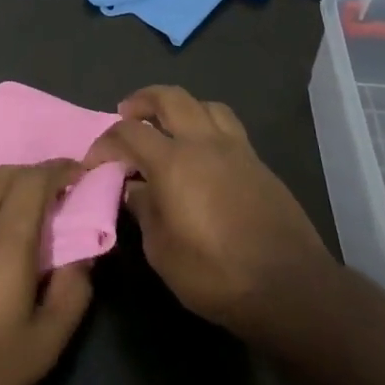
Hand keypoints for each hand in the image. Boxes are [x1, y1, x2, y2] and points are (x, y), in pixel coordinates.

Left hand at [0, 161, 93, 384]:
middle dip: (33, 176)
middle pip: (5, 173)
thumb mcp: (43, 347)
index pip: (36, 180)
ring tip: (9, 209)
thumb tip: (83, 255)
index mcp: (6, 241)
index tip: (77, 173)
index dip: (60, 169)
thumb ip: (72, 293)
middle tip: (50, 196)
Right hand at [85, 86, 334, 343]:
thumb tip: (135, 189)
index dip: (106, 142)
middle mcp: (204, 143)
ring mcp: (236, 149)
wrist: (289, 286)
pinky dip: (206, 126)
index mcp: (174, 162)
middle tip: (127, 114)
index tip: (95, 161)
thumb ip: (145, 212)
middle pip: (170, 98)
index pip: (129, 133)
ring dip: (180, 107)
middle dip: (143, 100)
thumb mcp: (162, 252)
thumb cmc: (216, 274)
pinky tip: (202, 153)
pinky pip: (228, 127)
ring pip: (205, 105)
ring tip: (169, 126)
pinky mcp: (259, 163)